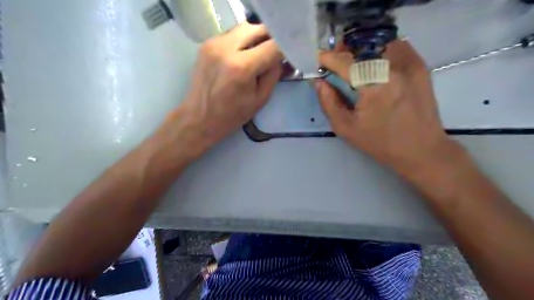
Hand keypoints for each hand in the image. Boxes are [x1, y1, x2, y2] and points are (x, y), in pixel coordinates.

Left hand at [166, 22, 282, 158]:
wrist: (199, 118)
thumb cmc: (232, 115)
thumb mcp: (260, 99)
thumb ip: (273, 75)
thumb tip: (280, 59)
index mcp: (242, 67)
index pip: (273, 46)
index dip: (284, 49)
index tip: (288, 56)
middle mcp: (226, 48)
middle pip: (258, 29)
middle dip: (270, 39)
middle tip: (274, 54)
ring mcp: (214, 44)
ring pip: (244, 28)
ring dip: (256, 39)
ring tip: (259, 55)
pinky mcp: (206, 44)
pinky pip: (232, 35)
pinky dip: (242, 42)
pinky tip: (242, 57)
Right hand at [316, 41, 458, 178]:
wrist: (421, 149)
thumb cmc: (379, 142)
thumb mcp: (345, 127)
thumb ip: (328, 102)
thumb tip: (318, 82)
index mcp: (373, 86)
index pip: (345, 61)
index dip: (328, 58)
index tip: (319, 60)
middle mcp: (393, 67)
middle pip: (362, 45)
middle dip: (344, 49)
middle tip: (334, 60)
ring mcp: (410, 63)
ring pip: (379, 41)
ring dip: (362, 48)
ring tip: (353, 61)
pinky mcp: (420, 65)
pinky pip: (396, 45)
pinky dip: (380, 49)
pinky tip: (373, 63)